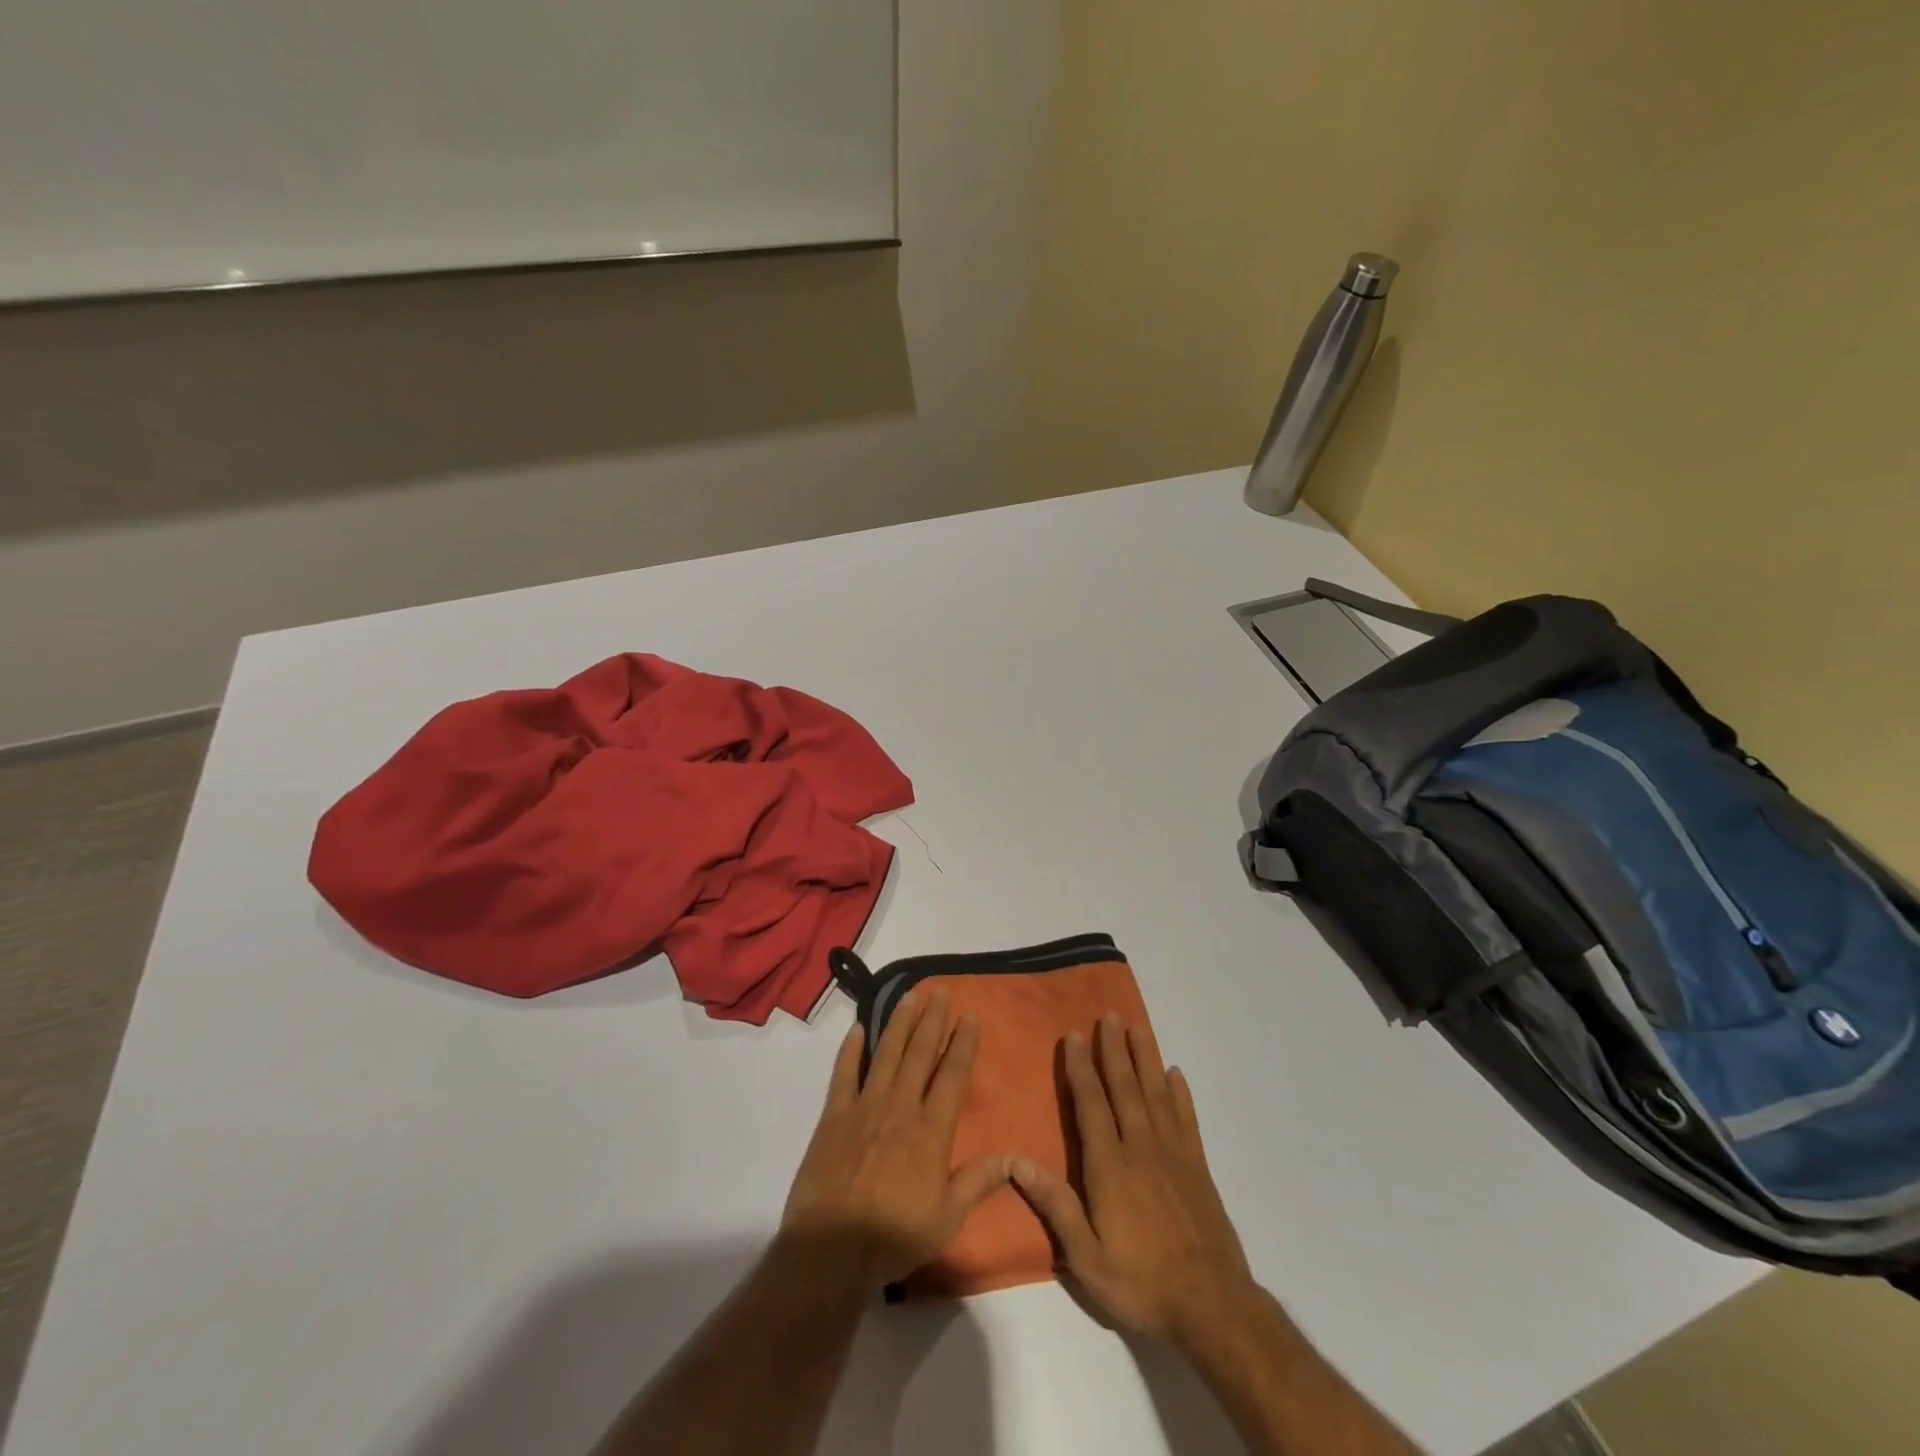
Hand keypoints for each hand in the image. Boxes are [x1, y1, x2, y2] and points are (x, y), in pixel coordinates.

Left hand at [781, 989, 1009, 1285]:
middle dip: (933, 1020)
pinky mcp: (834, 1116)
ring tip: (909, 997)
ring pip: (886, 1054)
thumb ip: (979, 1181)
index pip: (952, 1075)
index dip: (962, 1043)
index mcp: (931, 1130)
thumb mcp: (947, 1218)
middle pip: (920, 1054)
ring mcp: (864, 1107)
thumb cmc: (894, 1237)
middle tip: (941, 991)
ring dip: (899, 1023)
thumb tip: (1016, 1157)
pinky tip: (857, 1028)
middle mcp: (900, 1107)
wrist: (831, 1251)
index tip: (970, 1016)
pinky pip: (844, 1073)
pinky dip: (850, 1049)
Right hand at [1012, 1015, 1253, 1345]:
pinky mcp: (1198, 1167)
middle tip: (1109, 1015)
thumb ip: (1055, 1205)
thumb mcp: (1086, 1257)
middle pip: (1125, 1088)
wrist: (1212, 1306)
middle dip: (1114, 1049)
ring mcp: (1174, 1154)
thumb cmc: (1141, 1282)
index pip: (1091, 1104)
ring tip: (1138, 1027)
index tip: (1075, 1035)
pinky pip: (1187, 1119)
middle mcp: (1141, 1148)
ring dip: (1145, 1058)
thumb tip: (1016, 1161)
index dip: (1081, 1068)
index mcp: (1110, 1166)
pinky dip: (1180, 1093)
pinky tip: (1176, 1074)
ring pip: (1156, 1093)